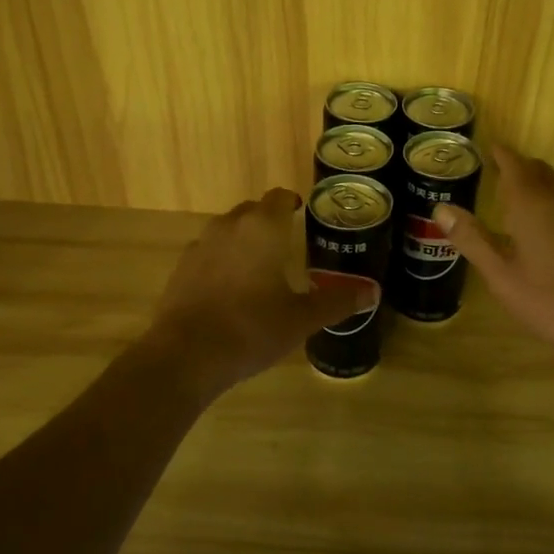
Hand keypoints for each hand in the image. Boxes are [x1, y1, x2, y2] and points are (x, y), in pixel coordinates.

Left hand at [143, 189, 375, 398]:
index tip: (302, 213)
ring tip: (259, 266)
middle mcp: (229, 226)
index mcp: (262, 229)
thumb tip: (372, 292)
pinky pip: (208, 253)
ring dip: (244, 240)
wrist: (185, 355)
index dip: (292, 202)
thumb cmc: (251, 329)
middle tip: (287, 242)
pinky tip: (229, 289)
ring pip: (227, 230)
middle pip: (252, 211)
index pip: (279, 197)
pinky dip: (222, 261)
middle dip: (269, 221)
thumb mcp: (302, 319)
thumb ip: (337, 301)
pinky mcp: (181, 269)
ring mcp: (200, 246)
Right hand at [434, 147, 553, 365]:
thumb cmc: (549, 297)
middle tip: (495, 171)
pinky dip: (550, 201)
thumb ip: (471, 238)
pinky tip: (543, 226)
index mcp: (530, 202)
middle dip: (517, 166)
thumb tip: (441, 208)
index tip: (486, 148)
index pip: (513, 163)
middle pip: (537, 170)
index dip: (500, 153)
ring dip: (535, 183)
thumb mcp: (500, 273)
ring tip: (514, 196)